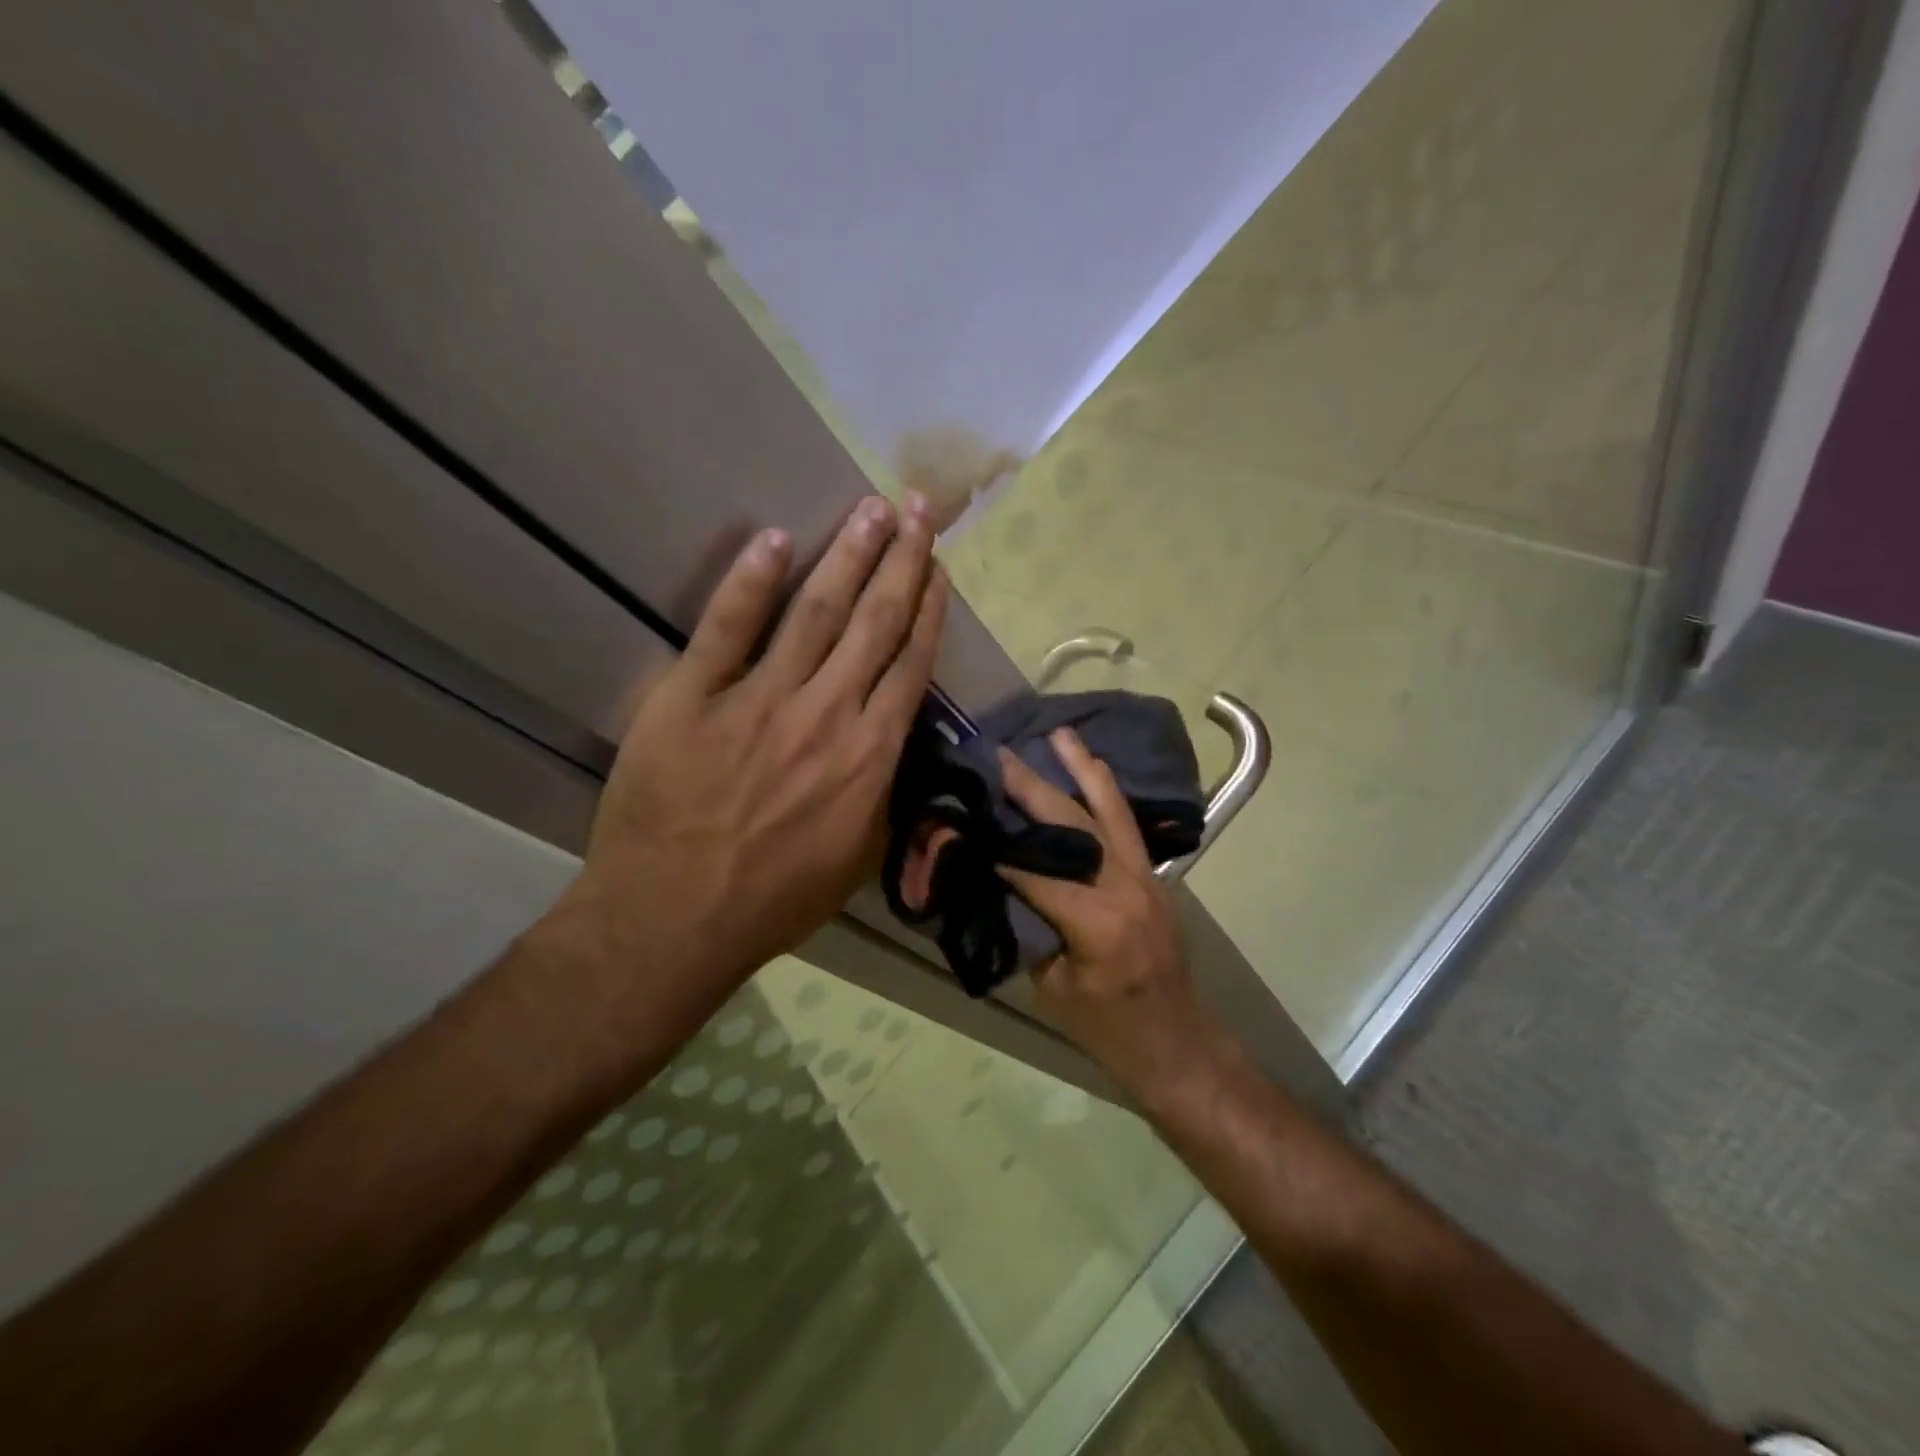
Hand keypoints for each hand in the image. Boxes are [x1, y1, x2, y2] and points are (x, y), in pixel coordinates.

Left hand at [553, 493, 947, 1026]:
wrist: (674, 919)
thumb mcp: (858, 858)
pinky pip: (727, 628)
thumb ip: (882, 792)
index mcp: (869, 755)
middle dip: (900, 560)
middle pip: (874, 623)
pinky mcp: (693, 696)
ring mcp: (759, 700)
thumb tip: (890, 744)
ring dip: (847, 555)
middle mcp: (826, 714)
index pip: (909, 664)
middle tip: (915, 508)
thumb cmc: (774, 899)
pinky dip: (751, 581)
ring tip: (869, 509)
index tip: (936, 567)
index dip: (927, 609)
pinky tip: (773, 540)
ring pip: (816, 612)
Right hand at [996, 729, 1232, 1105]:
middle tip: (1001, 756)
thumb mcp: (1052, 985)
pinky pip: (1126, 825)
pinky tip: (1091, 771)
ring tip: (1061, 735)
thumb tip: (996, 879)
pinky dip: (1105, 794)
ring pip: (1111, 811)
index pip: (1036, 868)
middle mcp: (1125, 885)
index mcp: (1097, 920)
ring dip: (1083, 770)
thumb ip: (1026, 925)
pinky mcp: (1154, 877)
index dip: (999, 844)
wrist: (1176, 1043)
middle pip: (1074, 824)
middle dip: (1033, 788)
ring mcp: (1146, 877)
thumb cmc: (1107, 1029)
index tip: (967, 813)